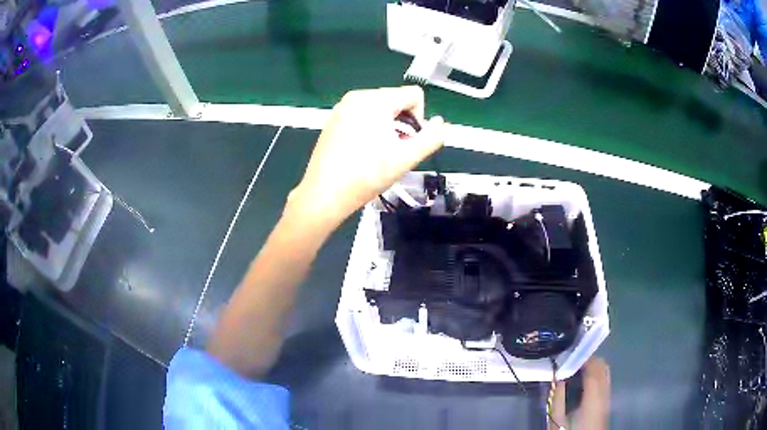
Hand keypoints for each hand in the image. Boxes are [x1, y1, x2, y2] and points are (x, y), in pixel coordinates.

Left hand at [288, 86, 444, 227]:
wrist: (325, 194)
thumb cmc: (367, 175)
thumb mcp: (406, 158)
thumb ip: (431, 138)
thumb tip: (441, 123)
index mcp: (375, 100)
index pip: (414, 94)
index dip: (419, 118)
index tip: (408, 142)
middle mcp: (357, 96)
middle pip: (396, 99)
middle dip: (403, 122)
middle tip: (394, 150)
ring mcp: (342, 107)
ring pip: (379, 108)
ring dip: (388, 126)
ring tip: (379, 152)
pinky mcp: (333, 119)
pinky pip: (362, 114)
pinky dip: (371, 127)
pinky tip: (364, 150)